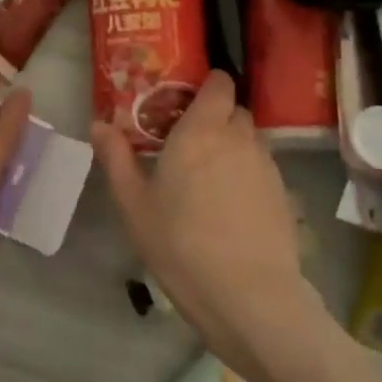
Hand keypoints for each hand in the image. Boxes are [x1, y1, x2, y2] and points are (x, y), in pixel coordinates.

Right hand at [94, 72, 326, 380]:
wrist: (250, 298)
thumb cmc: (181, 244)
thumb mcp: (134, 204)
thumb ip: (116, 158)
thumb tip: (99, 124)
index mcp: (201, 129)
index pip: (219, 83)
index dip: (207, 84)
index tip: (184, 100)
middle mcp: (238, 138)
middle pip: (234, 109)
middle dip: (215, 116)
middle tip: (188, 139)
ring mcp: (266, 166)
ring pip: (250, 139)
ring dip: (232, 145)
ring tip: (207, 176)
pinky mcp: (283, 196)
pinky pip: (262, 168)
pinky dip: (246, 173)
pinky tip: (229, 205)